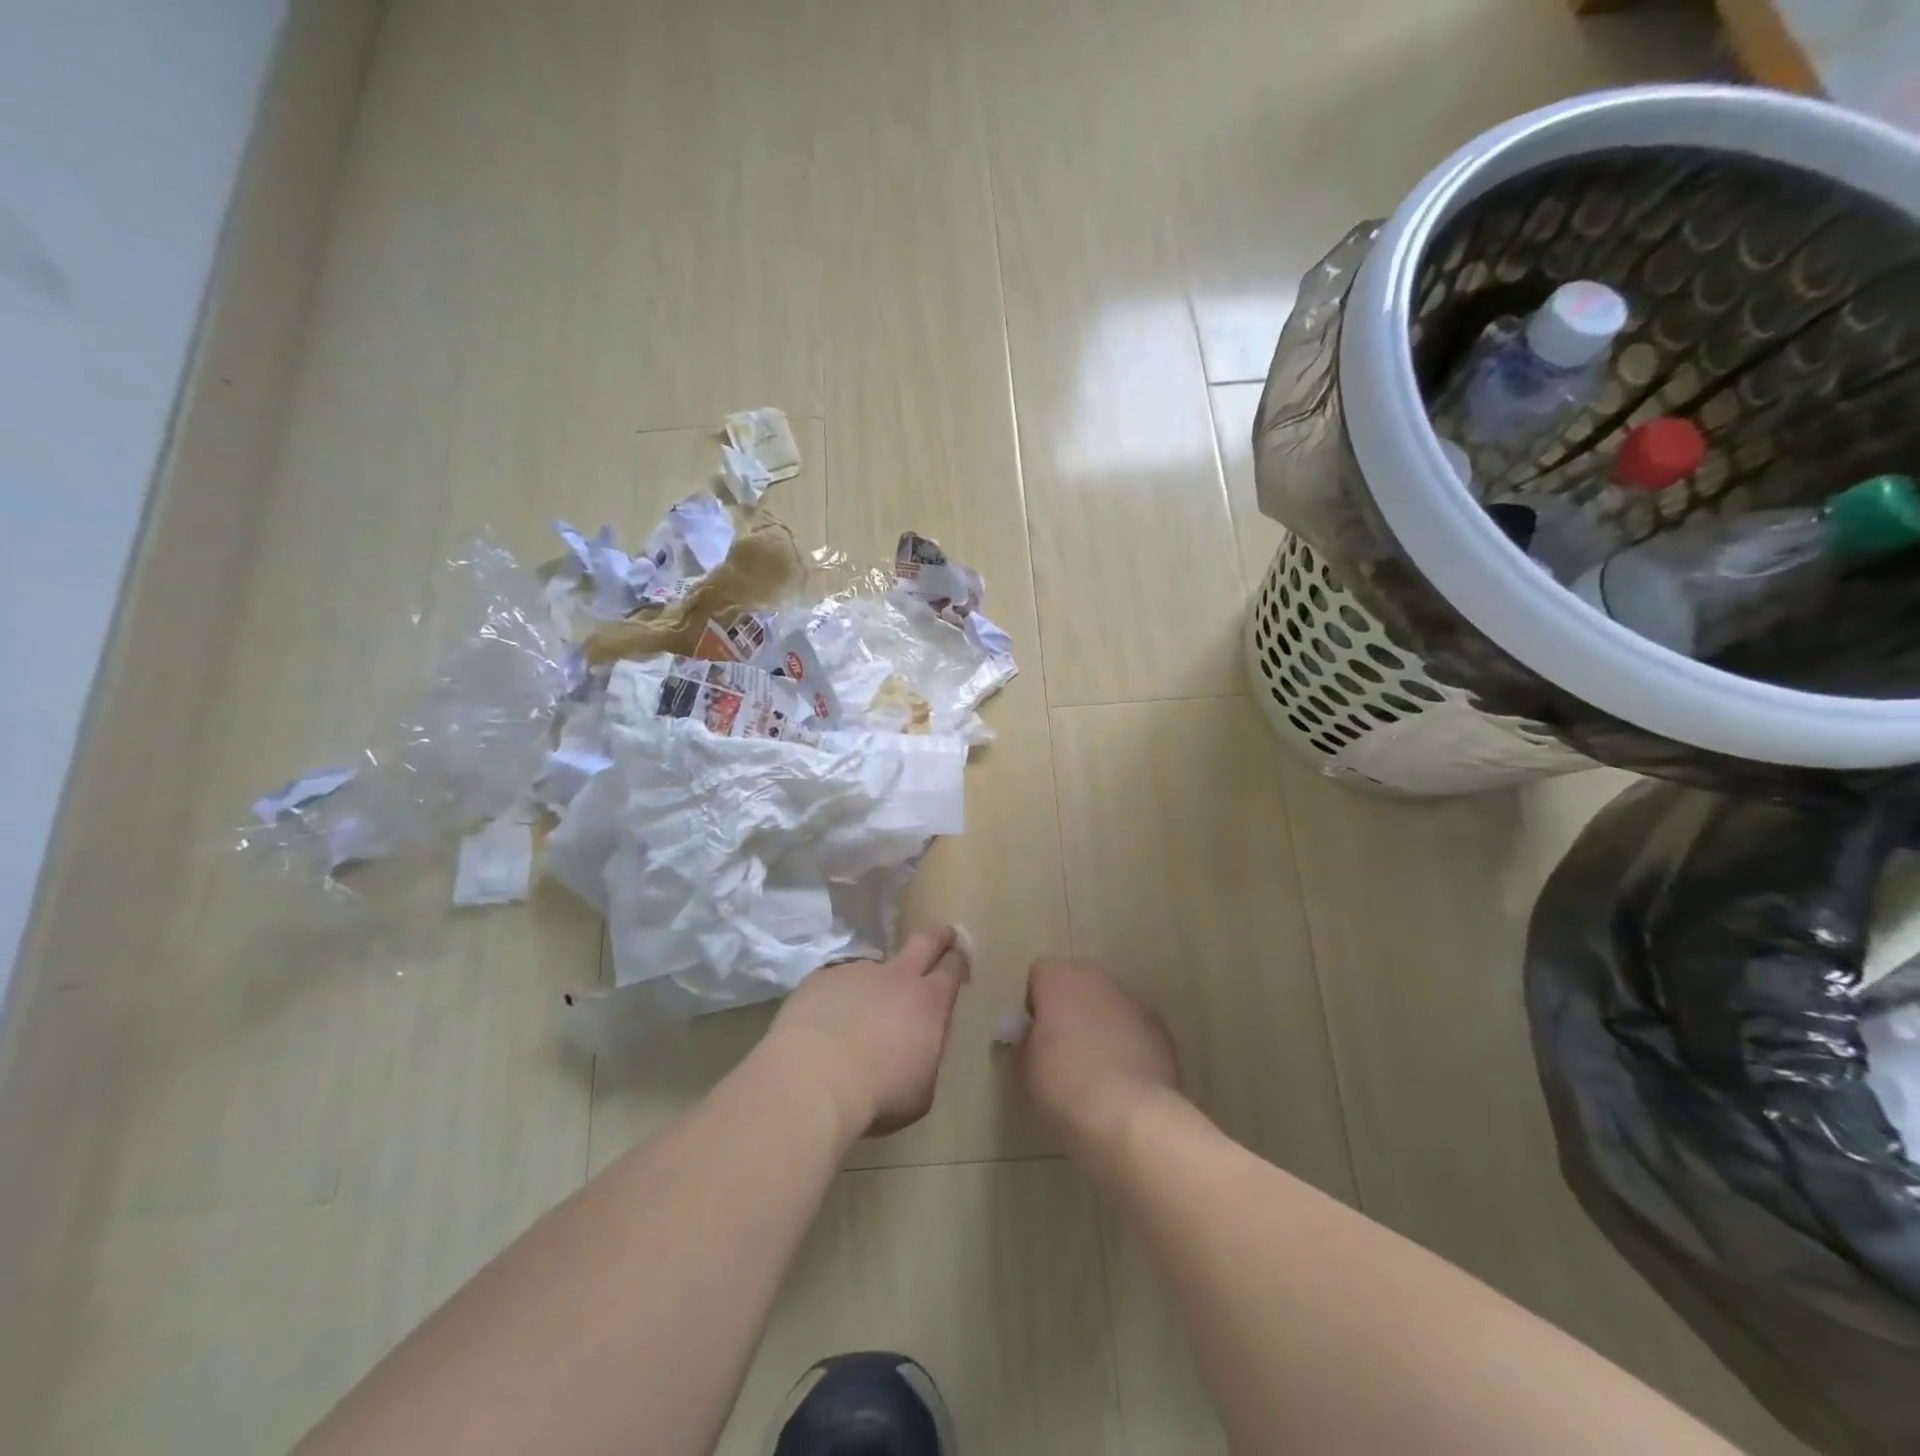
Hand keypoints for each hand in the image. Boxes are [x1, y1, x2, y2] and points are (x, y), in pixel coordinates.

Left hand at [768, 929, 969, 1138]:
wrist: (815, 1078)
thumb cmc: (879, 1093)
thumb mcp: (920, 1091)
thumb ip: (924, 1058)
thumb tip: (917, 1049)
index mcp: (929, 1002)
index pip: (952, 967)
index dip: (958, 960)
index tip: (959, 958)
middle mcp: (896, 976)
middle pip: (925, 940)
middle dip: (938, 935)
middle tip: (942, 935)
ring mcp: (856, 971)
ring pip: (874, 964)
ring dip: (875, 982)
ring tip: (860, 1010)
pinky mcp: (821, 978)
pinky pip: (836, 981)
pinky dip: (838, 996)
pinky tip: (825, 1021)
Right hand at [1020, 959, 1180, 1158]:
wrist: (1130, 1116)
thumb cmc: (1064, 1086)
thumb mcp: (1025, 1067)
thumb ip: (1027, 1042)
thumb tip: (1034, 1038)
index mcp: (1059, 979)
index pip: (1039, 976)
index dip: (1035, 1005)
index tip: (1035, 1038)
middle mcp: (1097, 979)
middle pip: (1077, 984)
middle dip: (1069, 1009)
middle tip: (1062, 1051)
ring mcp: (1132, 1002)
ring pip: (1108, 1005)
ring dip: (1100, 1025)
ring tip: (1096, 1071)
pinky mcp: (1160, 1029)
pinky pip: (1134, 1029)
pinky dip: (1128, 1045)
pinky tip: (1123, 1080)